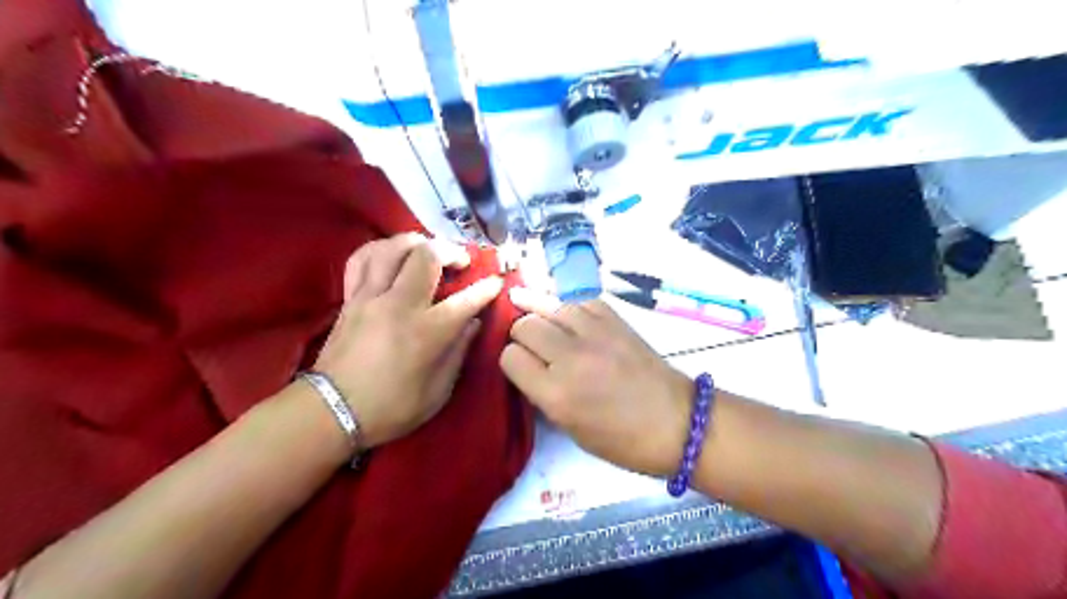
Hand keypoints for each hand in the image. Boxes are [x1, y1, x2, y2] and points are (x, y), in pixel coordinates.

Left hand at [314, 235, 504, 448]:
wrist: (330, 412)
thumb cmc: (390, 408)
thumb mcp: (437, 392)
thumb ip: (458, 353)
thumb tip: (472, 323)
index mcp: (426, 332)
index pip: (465, 300)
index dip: (486, 288)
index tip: (497, 281)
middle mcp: (399, 305)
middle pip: (427, 257)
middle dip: (451, 251)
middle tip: (461, 262)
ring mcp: (370, 297)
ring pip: (392, 248)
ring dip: (416, 242)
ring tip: (428, 250)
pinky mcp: (350, 297)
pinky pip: (361, 259)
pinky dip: (379, 249)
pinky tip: (392, 254)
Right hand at [504, 288, 695, 478]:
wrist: (676, 422)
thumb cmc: (622, 440)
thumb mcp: (570, 429)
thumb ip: (543, 394)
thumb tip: (529, 366)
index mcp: (555, 394)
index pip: (510, 357)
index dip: (511, 360)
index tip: (521, 366)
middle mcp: (570, 358)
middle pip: (525, 326)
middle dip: (522, 335)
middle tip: (533, 346)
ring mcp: (594, 334)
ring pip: (550, 307)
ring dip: (543, 316)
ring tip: (544, 324)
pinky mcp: (615, 320)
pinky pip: (580, 302)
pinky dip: (571, 309)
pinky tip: (571, 318)